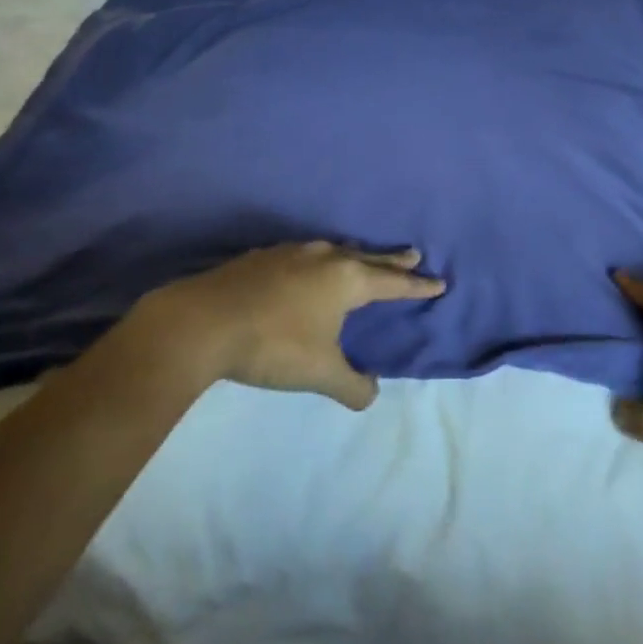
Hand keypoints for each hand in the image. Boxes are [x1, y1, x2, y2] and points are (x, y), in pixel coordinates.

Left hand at [136, 242, 443, 410]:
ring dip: (356, 255)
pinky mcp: (263, 256)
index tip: (439, 282)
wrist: (203, 322)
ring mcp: (292, 252)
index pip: (392, 282)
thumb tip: (371, 394)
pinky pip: (306, 254)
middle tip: (413, 254)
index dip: (416, 286)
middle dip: (392, 259)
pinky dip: (321, 260)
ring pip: (335, 250)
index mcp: (346, 279)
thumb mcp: (319, 372)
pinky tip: (309, 268)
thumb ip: (352, 385)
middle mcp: (324, 257)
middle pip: (368, 256)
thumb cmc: (273, 345)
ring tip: (363, 259)